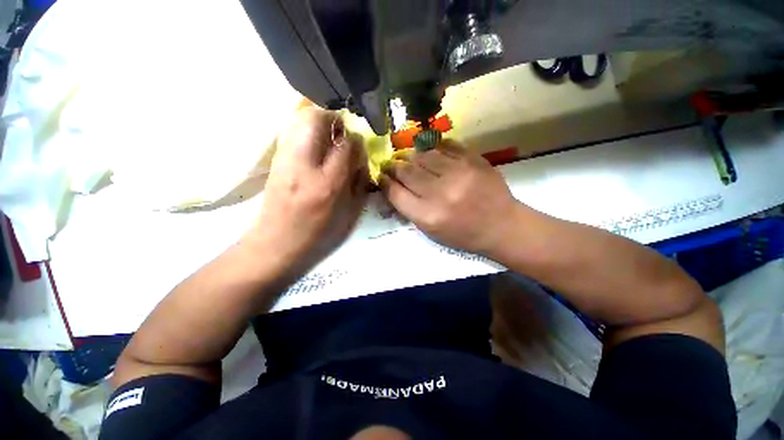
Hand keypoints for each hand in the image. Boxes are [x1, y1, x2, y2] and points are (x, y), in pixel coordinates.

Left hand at [244, 107, 367, 275]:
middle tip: (342, 132)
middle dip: (334, 119)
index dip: (355, 140)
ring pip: (300, 119)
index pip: (346, 145)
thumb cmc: (319, 233)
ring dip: (319, 121)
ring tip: (329, 136)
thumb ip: (359, 182)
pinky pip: (292, 130)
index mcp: (328, 183)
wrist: (276, 242)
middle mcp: (304, 165)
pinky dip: (306, 129)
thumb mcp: (349, 213)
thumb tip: (361, 157)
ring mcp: (285, 159)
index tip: (358, 145)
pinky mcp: (275, 159)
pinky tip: (314, 145)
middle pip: (317, 119)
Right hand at [379, 140, 518, 255]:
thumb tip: (392, 186)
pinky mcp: (473, 160)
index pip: (395, 193)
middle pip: (406, 171)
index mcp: (428, 216)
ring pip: (423, 154)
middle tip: (390, 164)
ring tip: (408, 157)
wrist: (501, 226)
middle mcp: (441, 193)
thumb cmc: (462, 234)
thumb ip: (409, 209)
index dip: (384, 182)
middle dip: (393, 166)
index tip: (381, 176)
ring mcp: (459, 173)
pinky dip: (433, 148)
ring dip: (411, 155)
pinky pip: (445, 145)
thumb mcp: (430, 231)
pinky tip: (430, 152)